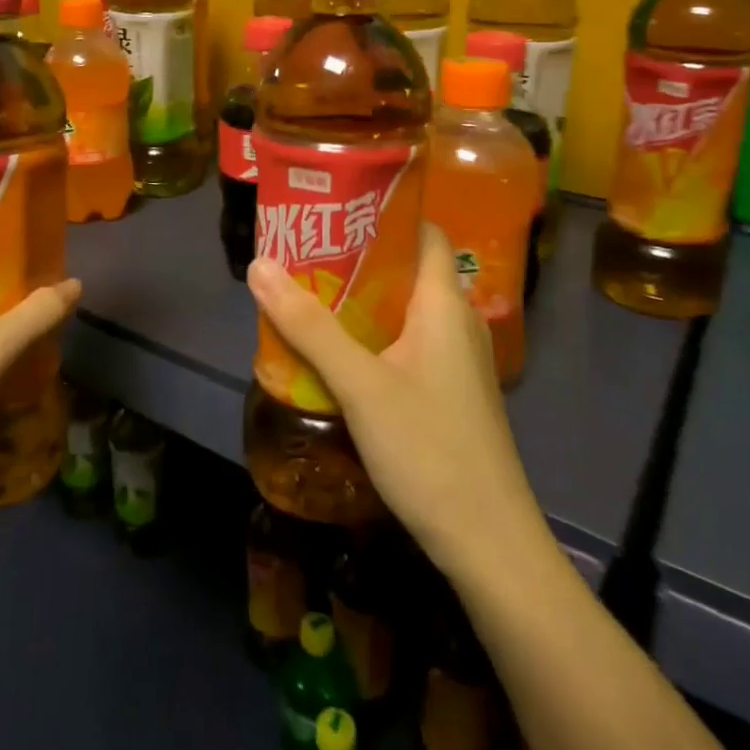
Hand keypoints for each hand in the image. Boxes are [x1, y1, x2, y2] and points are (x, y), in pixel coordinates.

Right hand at [247, 224, 542, 573]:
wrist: (489, 543)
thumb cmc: (429, 449)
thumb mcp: (360, 384)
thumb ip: (309, 326)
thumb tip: (260, 264)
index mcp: (445, 303)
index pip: (425, 231)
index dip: (387, 212)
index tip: (337, 206)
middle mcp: (458, 321)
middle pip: (410, 268)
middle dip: (360, 255)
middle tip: (306, 249)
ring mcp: (457, 361)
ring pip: (406, 310)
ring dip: (363, 298)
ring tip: (311, 291)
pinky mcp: (450, 392)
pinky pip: (409, 343)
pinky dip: (374, 334)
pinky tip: (338, 351)